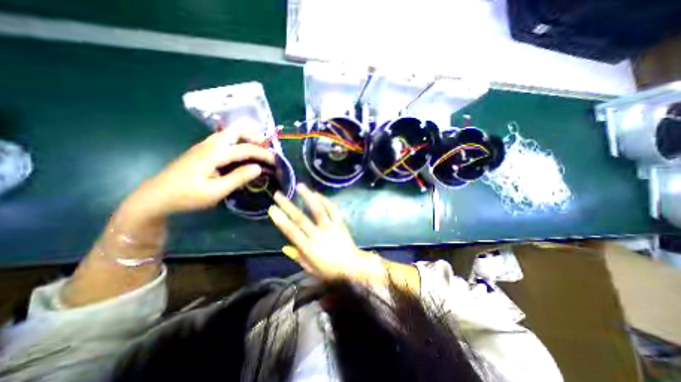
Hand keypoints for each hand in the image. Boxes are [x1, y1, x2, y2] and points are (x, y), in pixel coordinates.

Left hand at [123, 126, 273, 220]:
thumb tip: (258, 168)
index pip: (246, 148)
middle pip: (237, 129)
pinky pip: (225, 139)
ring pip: (230, 132)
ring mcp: (204, 145)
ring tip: (259, 149)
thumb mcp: (216, 191)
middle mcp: (210, 144)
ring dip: (247, 137)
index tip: (276, 161)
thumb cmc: (187, 196)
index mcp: (214, 153)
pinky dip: (239, 141)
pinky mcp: (202, 150)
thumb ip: (238, 177)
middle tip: (267, 148)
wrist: (156, 196)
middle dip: (255, 135)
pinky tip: (242, 153)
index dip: (263, 154)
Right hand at [266, 183, 384, 284]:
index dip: (281, 220)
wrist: (353, 266)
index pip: (292, 232)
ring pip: (318, 209)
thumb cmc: (330, 270)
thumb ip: (298, 256)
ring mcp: (330, 227)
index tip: (272, 209)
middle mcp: (319, 235)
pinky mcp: (340, 223)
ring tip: (300, 186)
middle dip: (288, 205)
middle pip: (301, 218)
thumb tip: (285, 246)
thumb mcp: (311, 269)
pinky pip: (332, 209)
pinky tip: (317, 193)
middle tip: (278, 195)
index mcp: (309, 248)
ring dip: (308, 196)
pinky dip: (324, 200)